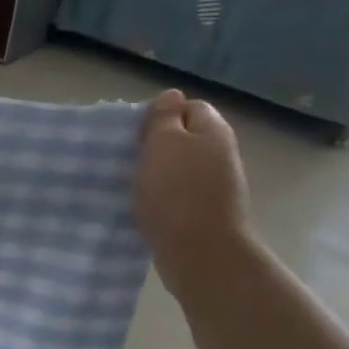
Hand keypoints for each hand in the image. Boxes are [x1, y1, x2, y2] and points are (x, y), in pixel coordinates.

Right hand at [134, 90, 255, 301]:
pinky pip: (177, 193)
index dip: (161, 115)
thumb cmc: (177, 191)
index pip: (188, 107)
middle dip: (156, 144)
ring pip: (178, 166)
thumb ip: (164, 117)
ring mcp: (214, 185)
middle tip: (129, 156)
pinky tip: (143, 205)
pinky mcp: (203, 211)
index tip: (136, 133)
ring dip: (155, 172)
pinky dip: (160, 196)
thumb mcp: (164, 143)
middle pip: (184, 137)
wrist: (200, 252)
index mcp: (212, 131)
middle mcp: (219, 154)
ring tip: (132, 182)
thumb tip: (171, 95)